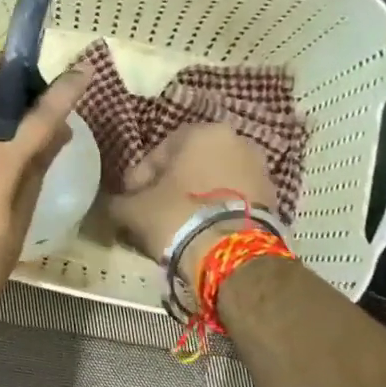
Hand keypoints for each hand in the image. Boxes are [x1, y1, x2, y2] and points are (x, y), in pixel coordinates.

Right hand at [107, 122, 276, 285]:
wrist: (232, 254)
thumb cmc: (178, 217)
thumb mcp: (134, 210)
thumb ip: (118, 201)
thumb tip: (113, 204)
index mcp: (202, 132)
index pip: (159, 151)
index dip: (140, 178)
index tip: (130, 201)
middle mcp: (236, 140)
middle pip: (189, 164)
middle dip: (170, 186)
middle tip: (152, 212)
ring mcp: (259, 168)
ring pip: (213, 180)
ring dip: (194, 197)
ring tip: (177, 225)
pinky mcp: (273, 196)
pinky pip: (233, 197)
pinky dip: (216, 209)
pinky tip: (202, 230)